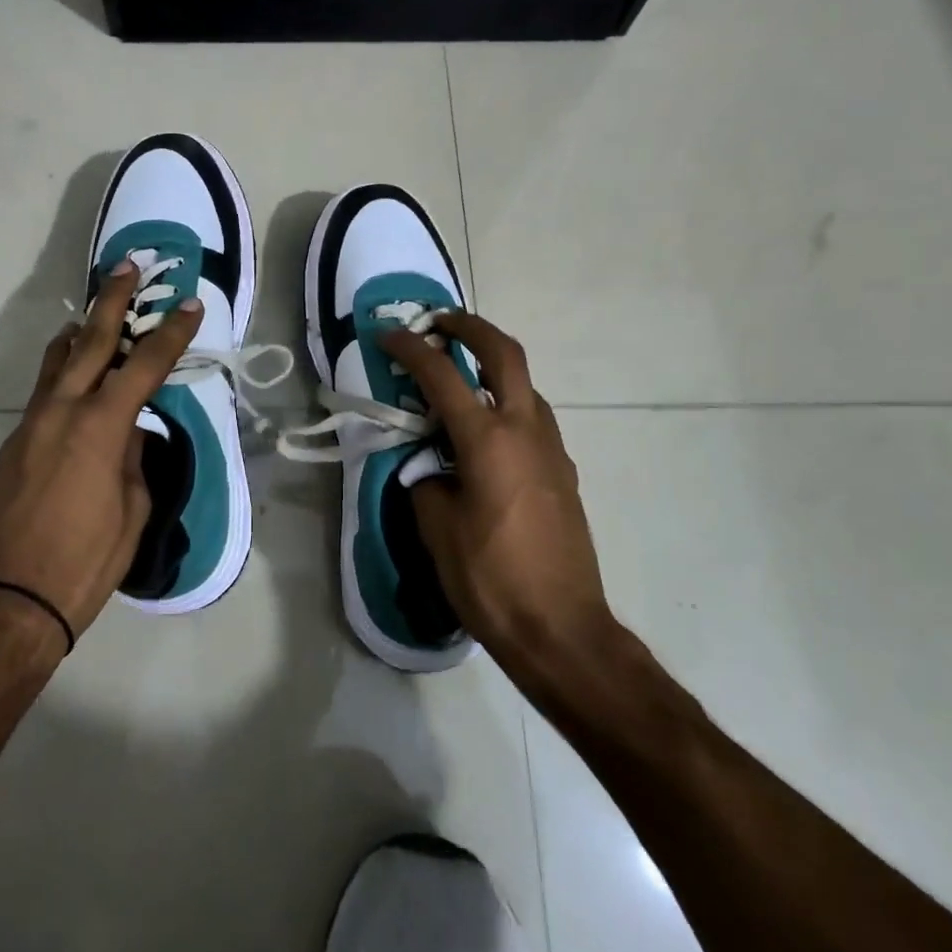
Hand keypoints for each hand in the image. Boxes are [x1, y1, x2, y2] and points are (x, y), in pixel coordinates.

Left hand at [0, 261, 199, 644]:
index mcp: (99, 428)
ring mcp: (31, 425)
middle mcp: (61, 412)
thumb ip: (135, 460)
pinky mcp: (15, 443)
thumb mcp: (131, 510)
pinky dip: (64, 370)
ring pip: (57, 361)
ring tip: (95, 312)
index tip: (190, 306)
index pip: (143, 366)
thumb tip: (131, 434)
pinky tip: (75, 375)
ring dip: (80, 331)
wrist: (9, 601)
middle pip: (89, 342)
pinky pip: (45, 391)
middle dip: (112, 302)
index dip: (170, 333)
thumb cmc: (85, 561)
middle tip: (127, 267)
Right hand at [379, 312, 613, 685]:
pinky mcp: (563, 471)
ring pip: (524, 384)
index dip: (411, 349)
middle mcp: (526, 430)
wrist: (562, 629)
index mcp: (488, 440)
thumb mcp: (437, 528)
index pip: (442, 375)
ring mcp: (552, 449)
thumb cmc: (491, 579)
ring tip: (457, 375)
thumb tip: (427, 463)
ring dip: (491, 365)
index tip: (387, 335)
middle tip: (438, 322)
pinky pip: (532, 418)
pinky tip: (483, 433)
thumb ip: (425, 479)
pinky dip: (505, 403)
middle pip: (504, 353)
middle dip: (469, 327)